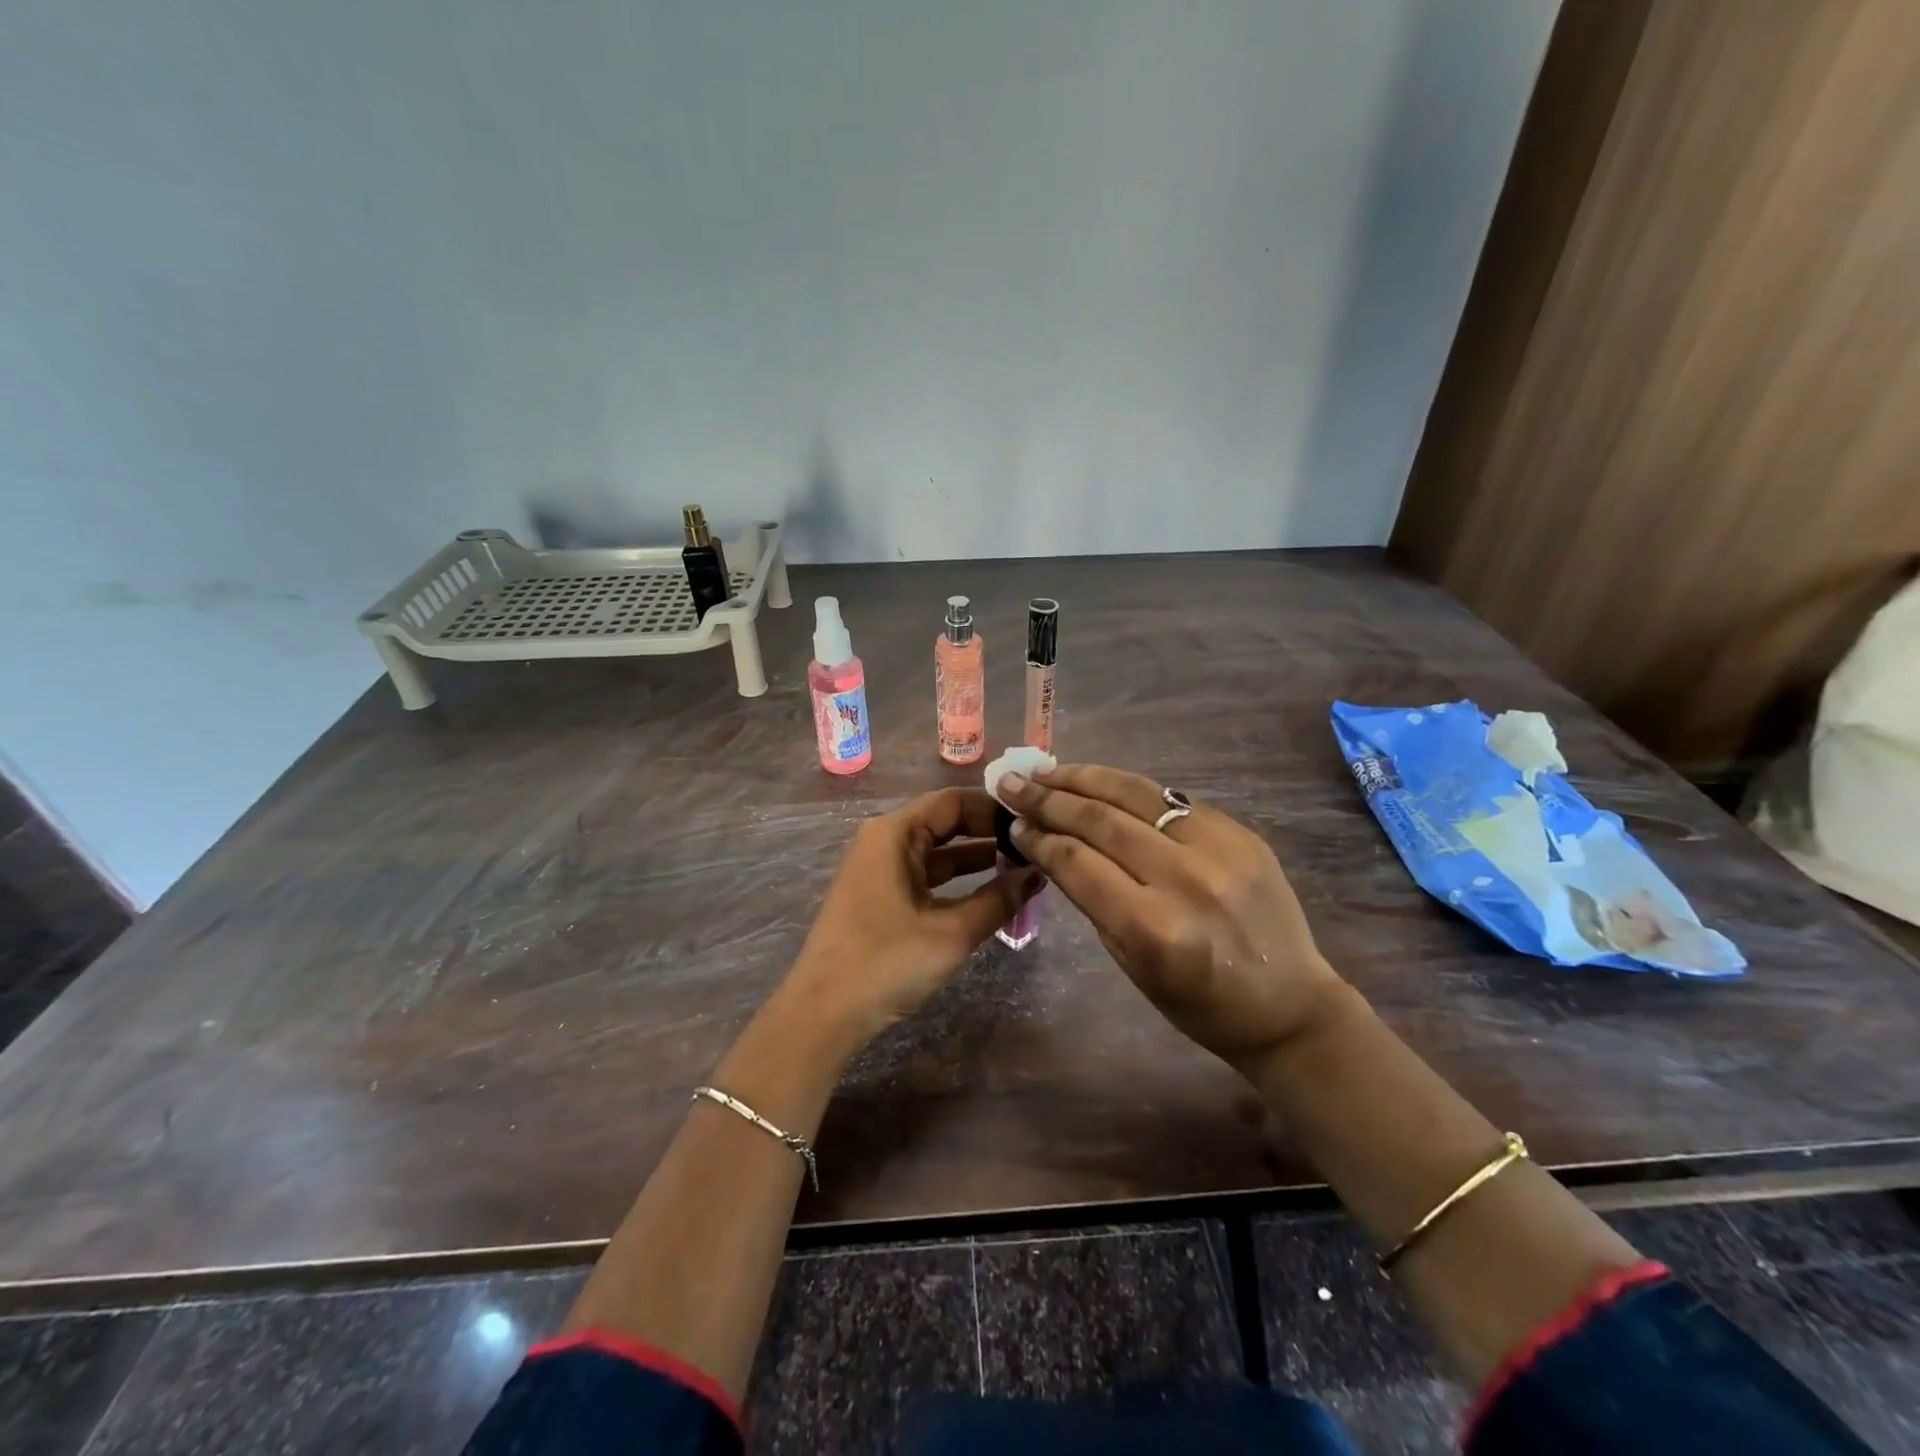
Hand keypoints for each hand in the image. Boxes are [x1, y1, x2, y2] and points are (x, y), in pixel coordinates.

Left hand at [777, 788, 1042, 1053]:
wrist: (824, 1013)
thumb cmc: (885, 962)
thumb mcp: (950, 933)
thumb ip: (998, 901)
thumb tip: (1037, 874)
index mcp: (894, 833)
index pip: (953, 801)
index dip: (994, 808)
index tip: (1033, 820)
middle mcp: (884, 840)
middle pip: (945, 821)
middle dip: (989, 831)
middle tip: (1034, 842)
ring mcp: (880, 868)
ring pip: (937, 850)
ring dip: (976, 857)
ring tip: (1024, 865)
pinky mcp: (880, 894)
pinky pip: (926, 874)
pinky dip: (957, 879)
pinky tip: (991, 891)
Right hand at [997, 764, 1343, 1069]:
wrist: (1288, 1004)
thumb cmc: (1198, 1003)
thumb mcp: (1131, 964)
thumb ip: (1092, 899)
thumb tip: (1053, 846)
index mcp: (1153, 928)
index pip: (1077, 862)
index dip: (1038, 837)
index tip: (1013, 823)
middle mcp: (1186, 879)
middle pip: (1101, 821)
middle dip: (1048, 798)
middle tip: (1013, 783)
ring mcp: (1219, 848)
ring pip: (1136, 794)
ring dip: (1084, 778)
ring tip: (1048, 771)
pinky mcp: (1240, 832)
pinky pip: (1171, 798)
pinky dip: (1128, 788)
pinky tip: (1100, 782)